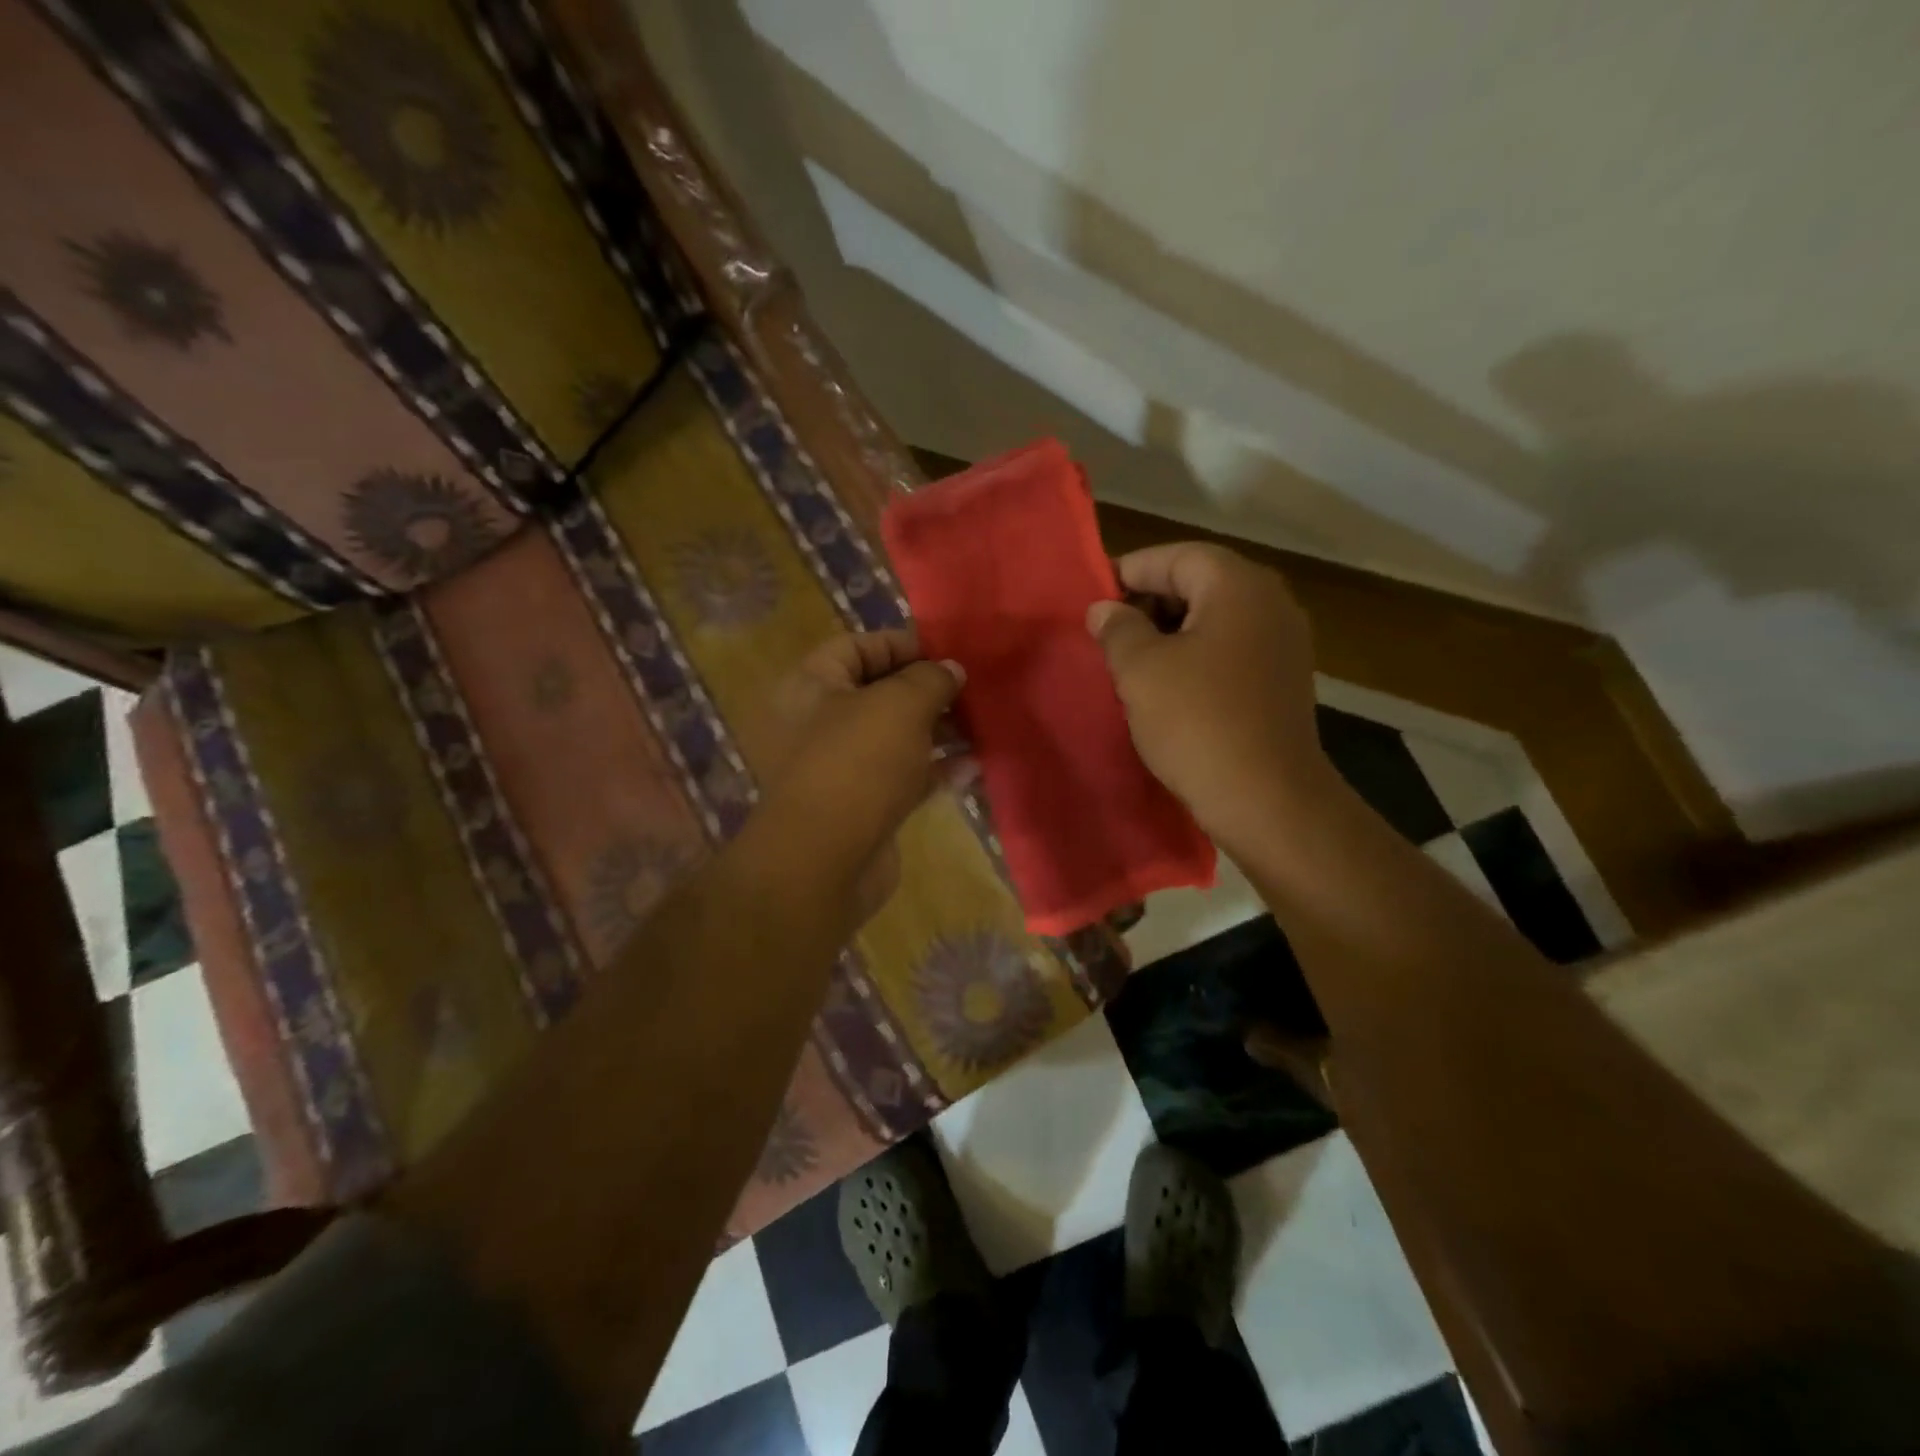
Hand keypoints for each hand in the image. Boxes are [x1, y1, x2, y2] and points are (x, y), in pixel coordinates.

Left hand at [761, 629, 964, 919]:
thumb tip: (951, 669)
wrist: (825, 862)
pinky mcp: (863, 806)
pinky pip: (903, 777)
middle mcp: (819, 723)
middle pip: (879, 693)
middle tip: (971, 690)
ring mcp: (841, 768)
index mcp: (812, 686)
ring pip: (895, 738)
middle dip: (928, 691)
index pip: (857, 647)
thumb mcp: (900, 705)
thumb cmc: (857, 763)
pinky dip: (935, 770)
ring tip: (981, 725)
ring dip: (938, 731)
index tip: (948, 653)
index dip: (902, 644)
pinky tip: (973, 767)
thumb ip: (930, 679)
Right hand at [1087, 543, 1327, 847]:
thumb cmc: (1197, 722)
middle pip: (1198, 582)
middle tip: (1108, 634)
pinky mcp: (1283, 680)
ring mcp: (1283, 643)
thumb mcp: (1141, 669)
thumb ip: (1117, 628)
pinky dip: (1195, 657)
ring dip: (1169, 633)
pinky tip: (1167, 688)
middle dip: (1149, 603)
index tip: (1092, 599)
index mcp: (1238, 585)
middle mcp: (1270, 602)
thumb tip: (1105, 610)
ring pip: (1214, 619)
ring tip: (1130, 663)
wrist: (1266, 799)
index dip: (1128, 572)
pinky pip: (1230, 650)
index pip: (1175, 556)